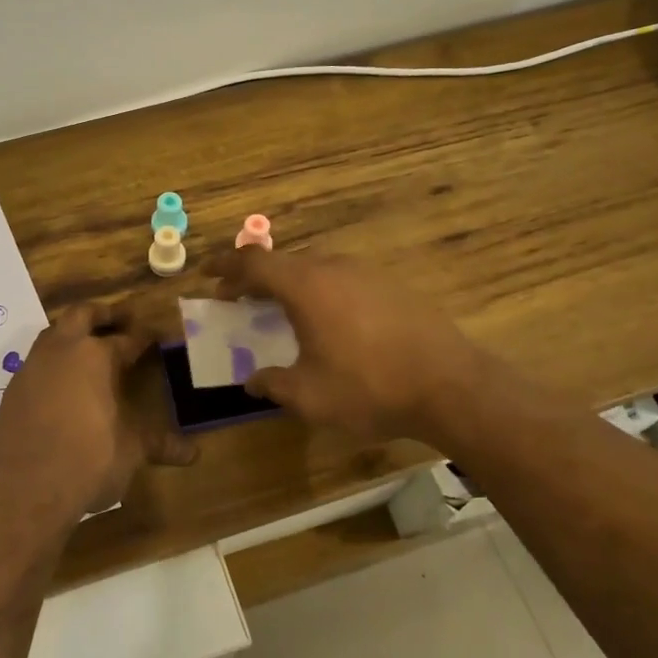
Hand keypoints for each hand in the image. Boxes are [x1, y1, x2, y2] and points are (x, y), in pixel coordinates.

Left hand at [0, 306, 195, 521]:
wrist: (25, 489)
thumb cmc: (88, 460)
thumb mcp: (132, 450)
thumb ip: (159, 444)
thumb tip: (193, 454)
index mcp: (97, 356)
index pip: (127, 338)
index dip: (144, 337)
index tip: (155, 335)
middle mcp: (62, 351)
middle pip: (81, 315)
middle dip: (102, 314)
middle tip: (120, 320)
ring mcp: (33, 368)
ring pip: (53, 334)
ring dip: (72, 334)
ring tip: (89, 348)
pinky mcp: (13, 390)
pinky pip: (37, 363)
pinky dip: (53, 363)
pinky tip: (63, 384)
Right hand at [214, 248, 488, 443]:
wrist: (451, 385)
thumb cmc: (369, 387)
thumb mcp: (309, 395)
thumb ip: (273, 384)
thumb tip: (253, 381)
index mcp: (305, 285)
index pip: (253, 262)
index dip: (225, 266)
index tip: (206, 273)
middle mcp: (333, 268)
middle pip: (283, 262)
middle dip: (255, 279)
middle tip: (239, 300)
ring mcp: (367, 274)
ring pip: (315, 269)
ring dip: (290, 286)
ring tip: (281, 312)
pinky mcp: (392, 287)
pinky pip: (342, 280)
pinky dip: (320, 293)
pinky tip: (329, 323)